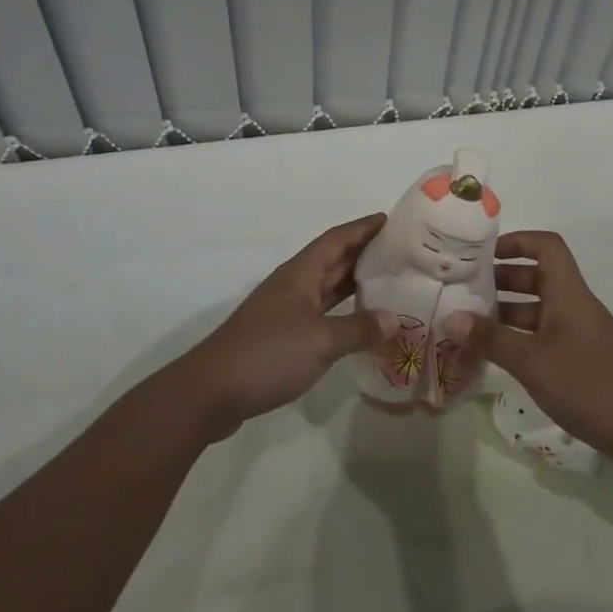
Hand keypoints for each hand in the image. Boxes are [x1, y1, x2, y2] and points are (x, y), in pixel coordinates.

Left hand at [175, 213, 388, 438]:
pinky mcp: (281, 337)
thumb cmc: (269, 354)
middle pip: (332, 261)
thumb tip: (395, 319)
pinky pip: (320, 314)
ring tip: (388, 283)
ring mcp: (285, 311)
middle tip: (399, 253)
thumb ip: (359, 328)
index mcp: (300, 274)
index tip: (390, 220)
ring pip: (326, 288)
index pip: (336, 240)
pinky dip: (342, 313)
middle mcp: (292, 286)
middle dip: (363, 253)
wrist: (213, 391)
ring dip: (354, 283)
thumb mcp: (321, 341)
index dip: (362, 228)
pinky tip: (360, 324)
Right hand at [446, 230, 612, 468]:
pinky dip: (520, 337)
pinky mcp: (581, 359)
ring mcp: (580, 333)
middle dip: (501, 279)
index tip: (483, 255)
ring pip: (538, 308)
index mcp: (568, 293)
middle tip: (465, 291)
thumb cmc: (587, 384)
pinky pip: (544, 334)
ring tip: (471, 324)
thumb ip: (490, 338)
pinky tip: (496, 355)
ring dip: (507, 311)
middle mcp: (574, 305)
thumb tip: (450, 317)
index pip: (546, 246)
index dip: (516, 242)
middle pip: (537, 276)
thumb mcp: (531, 361)